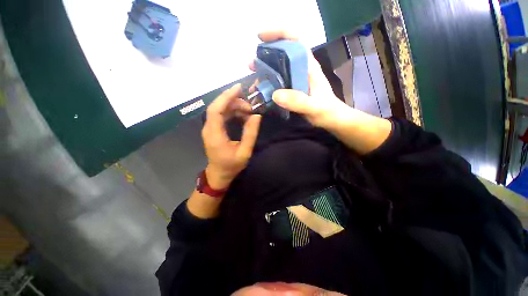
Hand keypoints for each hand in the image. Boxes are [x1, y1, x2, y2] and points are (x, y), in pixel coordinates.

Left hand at [202, 84, 261, 189]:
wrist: (219, 174)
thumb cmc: (231, 166)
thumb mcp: (245, 151)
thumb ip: (250, 133)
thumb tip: (257, 116)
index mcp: (215, 134)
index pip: (216, 110)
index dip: (226, 97)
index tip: (239, 88)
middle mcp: (209, 128)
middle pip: (218, 106)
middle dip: (234, 101)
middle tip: (250, 106)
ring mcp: (210, 128)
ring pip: (220, 109)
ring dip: (234, 106)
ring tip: (249, 111)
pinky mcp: (214, 129)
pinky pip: (222, 115)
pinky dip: (232, 112)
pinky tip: (242, 115)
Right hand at [250, 31, 350, 128]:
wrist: (330, 119)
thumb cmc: (326, 111)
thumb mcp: (314, 107)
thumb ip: (298, 101)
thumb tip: (275, 95)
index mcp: (308, 67)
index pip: (295, 40)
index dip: (278, 34)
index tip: (261, 38)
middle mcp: (301, 69)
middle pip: (282, 53)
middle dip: (265, 55)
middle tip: (251, 65)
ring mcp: (296, 79)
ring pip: (278, 68)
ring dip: (264, 71)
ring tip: (253, 80)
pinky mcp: (292, 89)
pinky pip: (278, 82)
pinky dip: (268, 84)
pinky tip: (261, 91)